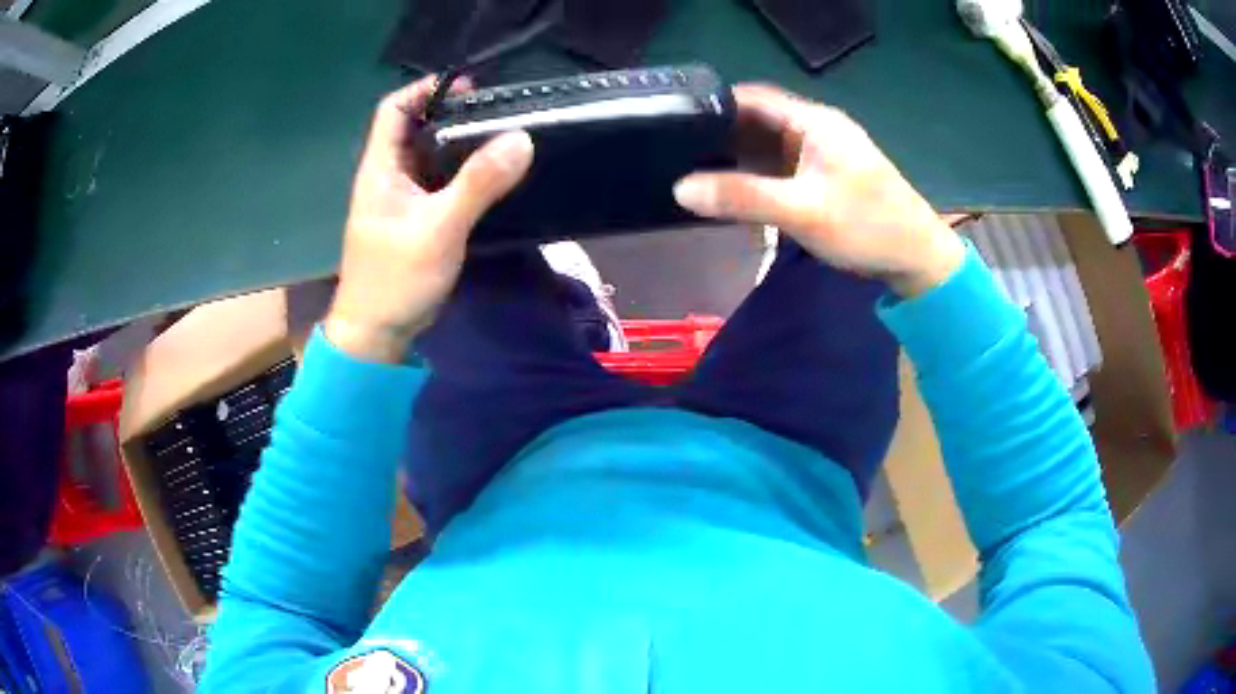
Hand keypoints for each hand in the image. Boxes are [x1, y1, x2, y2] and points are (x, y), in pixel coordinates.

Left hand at [324, 76, 533, 362]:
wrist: (375, 333)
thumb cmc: (396, 279)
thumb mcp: (439, 228)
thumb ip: (478, 183)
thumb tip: (521, 139)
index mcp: (380, 168)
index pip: (393, 109)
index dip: (425, 89)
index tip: (468, 88)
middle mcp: (387, 176)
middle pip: (415, 128)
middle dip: (451, 114)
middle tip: (496, 113)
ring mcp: (400, 199)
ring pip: (429, 156)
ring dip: (459, 143)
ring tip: (500, 138)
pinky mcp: (413, 219)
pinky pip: (438, 182)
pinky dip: (461, 172)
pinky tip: (489, 176)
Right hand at [673, 84, 963, 297]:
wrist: (917, 259)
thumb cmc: (867, 226)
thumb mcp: (803, 211)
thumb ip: (743, 197)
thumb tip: (681, 188)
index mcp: (813, 121)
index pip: (752, 97)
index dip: (713, 104)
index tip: (674, 121)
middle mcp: (814, 129)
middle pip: (756, 121)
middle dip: (719, 134)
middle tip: (674, 152)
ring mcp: (818, 154)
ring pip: (765, 147)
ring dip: (735, 159)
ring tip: (690, 170)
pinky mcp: (821, 178)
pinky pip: (778, 169)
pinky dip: (754, 177)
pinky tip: (730, 192)